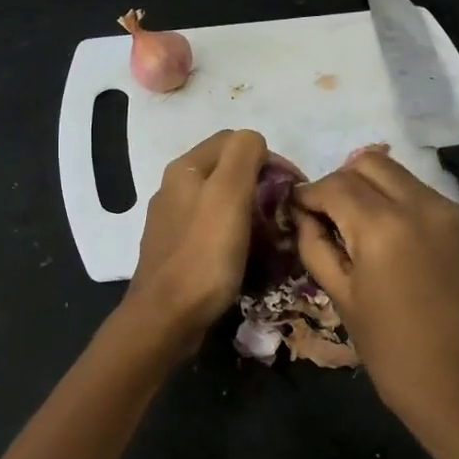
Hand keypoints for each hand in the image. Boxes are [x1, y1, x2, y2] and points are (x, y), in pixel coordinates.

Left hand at [125, 129, 267, 349]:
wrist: (166, 317)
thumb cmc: (203, 254)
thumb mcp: (229, 194)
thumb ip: (244, 155)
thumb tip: (255, 143)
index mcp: (186, 169)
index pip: (235, 141)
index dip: (269, 158)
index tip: (292, 187)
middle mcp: (175, 188)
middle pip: (228, 172)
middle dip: (262, 187)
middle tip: (285, 214)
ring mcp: (173, 221)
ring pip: (222, 203)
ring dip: (251, 213)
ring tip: (272, 237)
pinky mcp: (178, 251)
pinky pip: (214, 232)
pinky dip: (236, 237)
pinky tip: (247, 256)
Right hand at [293, 149, 458, 438]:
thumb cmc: (394, 355)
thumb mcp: (343, 300)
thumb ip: (317, 248)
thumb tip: (304, 216)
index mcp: (383, 227)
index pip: (334, 184)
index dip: (308, 193)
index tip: (297, 209)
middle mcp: (422, 205)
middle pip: (370, 163)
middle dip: (342, 181)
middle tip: (330, 216)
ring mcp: (455, 213)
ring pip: (402, 177)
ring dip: (374, 191)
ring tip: (363, 231)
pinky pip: (429, 199)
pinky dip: (404, 207)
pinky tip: (399, 246)